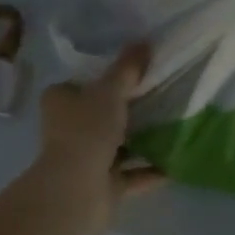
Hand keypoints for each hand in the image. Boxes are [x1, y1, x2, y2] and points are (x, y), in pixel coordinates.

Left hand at [36, 41, 163, 218]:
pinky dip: (149, 169)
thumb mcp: (110, 91)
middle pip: (101, 113)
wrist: (77, 192)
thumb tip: (144, 42)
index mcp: (60, 101)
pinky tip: (174, 162)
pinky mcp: (101, 186)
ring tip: (173, 125)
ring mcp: (84, 159)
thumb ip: (127, 68)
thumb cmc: (87, 131)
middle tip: (160, 95)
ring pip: (117, 144)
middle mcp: (68, 129)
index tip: (134, 72)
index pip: (82, 83)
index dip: (105, 77)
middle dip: (128, 109)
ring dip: (140, 140)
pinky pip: (130, 174)